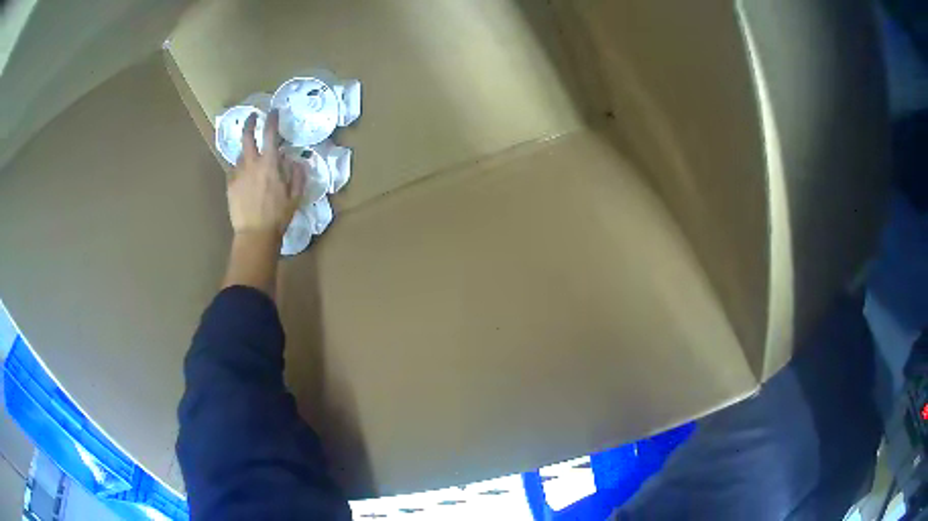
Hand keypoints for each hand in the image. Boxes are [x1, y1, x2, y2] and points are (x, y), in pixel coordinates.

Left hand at [227, 110, 305, 237]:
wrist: (255, 234)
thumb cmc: (278, 216)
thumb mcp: (295, 196)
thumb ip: (297, 175)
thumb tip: (294, 161)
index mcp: (270, 163)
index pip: (270, 133)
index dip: (272, 119)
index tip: (273, 111)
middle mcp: (252, 163)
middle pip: (247, 136)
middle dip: (250, 123)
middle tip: (252, 117)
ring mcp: (238, 174)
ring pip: (240, 154)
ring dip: (246, 150)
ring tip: (251, 156)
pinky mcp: (230, 185)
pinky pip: (234, 170)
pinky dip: (240, 167)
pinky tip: (244, 175)